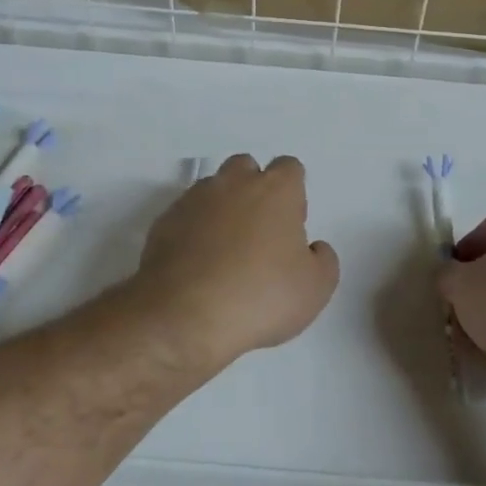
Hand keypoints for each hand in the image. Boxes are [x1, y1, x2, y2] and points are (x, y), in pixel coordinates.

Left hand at [124, 154, 339, 366]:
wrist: (184, 317)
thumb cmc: (260, 297)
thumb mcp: (315, 289)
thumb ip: (322, 260)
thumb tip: (313, 248)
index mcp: (275, 190)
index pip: (289, 168)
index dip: (293, 193)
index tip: (291, 224)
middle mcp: (233, 184)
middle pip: (246, 168)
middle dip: (253, 189)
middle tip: (258, 232)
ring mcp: (193, 200)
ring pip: (212, 189)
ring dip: (221, 208)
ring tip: (225, 250)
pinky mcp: (163, 222)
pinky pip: (186, 215)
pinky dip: (193, 230)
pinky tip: (197, 264)